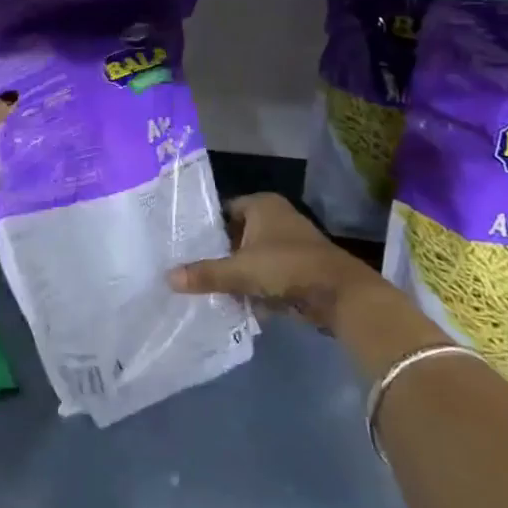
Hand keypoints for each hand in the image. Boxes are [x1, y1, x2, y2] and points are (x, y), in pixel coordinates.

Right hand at [169, 193, 393, 334]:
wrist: (339, 294)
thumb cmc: (286, 267)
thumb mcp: (239, 271)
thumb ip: (205, 274)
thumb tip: (167, 277)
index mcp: (261, 205)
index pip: (223, 210)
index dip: (205, 227)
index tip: (183, 244)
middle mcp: (275, 217)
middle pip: (236, 235)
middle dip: (218, 254)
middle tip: (189, 269)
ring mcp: (289, 243)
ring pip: (251, 257)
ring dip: (236, 273)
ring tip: (206, 288)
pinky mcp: (298, 268)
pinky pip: (267, 274)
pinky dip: (254, 287)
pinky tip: (234, 303)